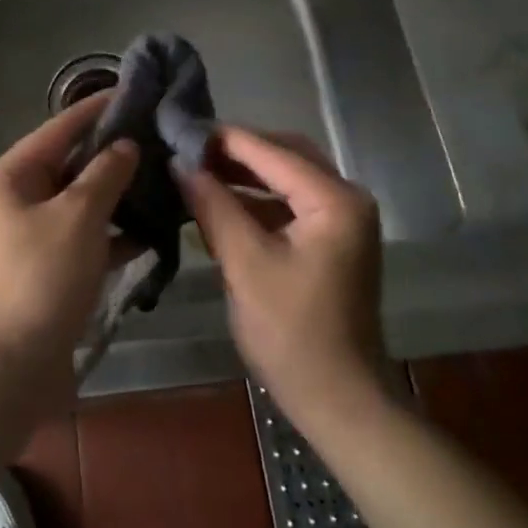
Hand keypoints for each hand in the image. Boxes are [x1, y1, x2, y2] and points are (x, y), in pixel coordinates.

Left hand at [0, 95, 139, 406]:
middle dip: (113, 156)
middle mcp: (12, 202)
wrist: (4, 370)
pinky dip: (110, 237)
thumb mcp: (77, 218)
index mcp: (8, 178)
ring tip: (164, 182)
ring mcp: (25, 240)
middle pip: (68, 167)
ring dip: (116, 198)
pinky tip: (151, 234)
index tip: (134, 93)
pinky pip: (80, 241)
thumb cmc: (37, 280)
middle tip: (160, 141)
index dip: (96, 110)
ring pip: (78, 206)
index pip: (58, 129)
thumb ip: (104, 175)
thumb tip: (124, 147)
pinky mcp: (42, 273)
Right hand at [178, 126, 387, 426]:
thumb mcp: (245, 264)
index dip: (225, 140)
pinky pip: (290, 205)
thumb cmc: (291, 331)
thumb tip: (180, 166)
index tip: (180, 129)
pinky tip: (219, 203)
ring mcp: (342, 221)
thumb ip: (214, 207)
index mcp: (335, 200)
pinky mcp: (330, 242)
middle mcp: (346, 199)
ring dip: (244, 175)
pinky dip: (256, 201)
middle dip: (237, 152)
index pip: (273, 152)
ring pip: (287, 180)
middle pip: (286, 156)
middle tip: (187, 149)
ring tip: (195, 170)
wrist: (338, 398)